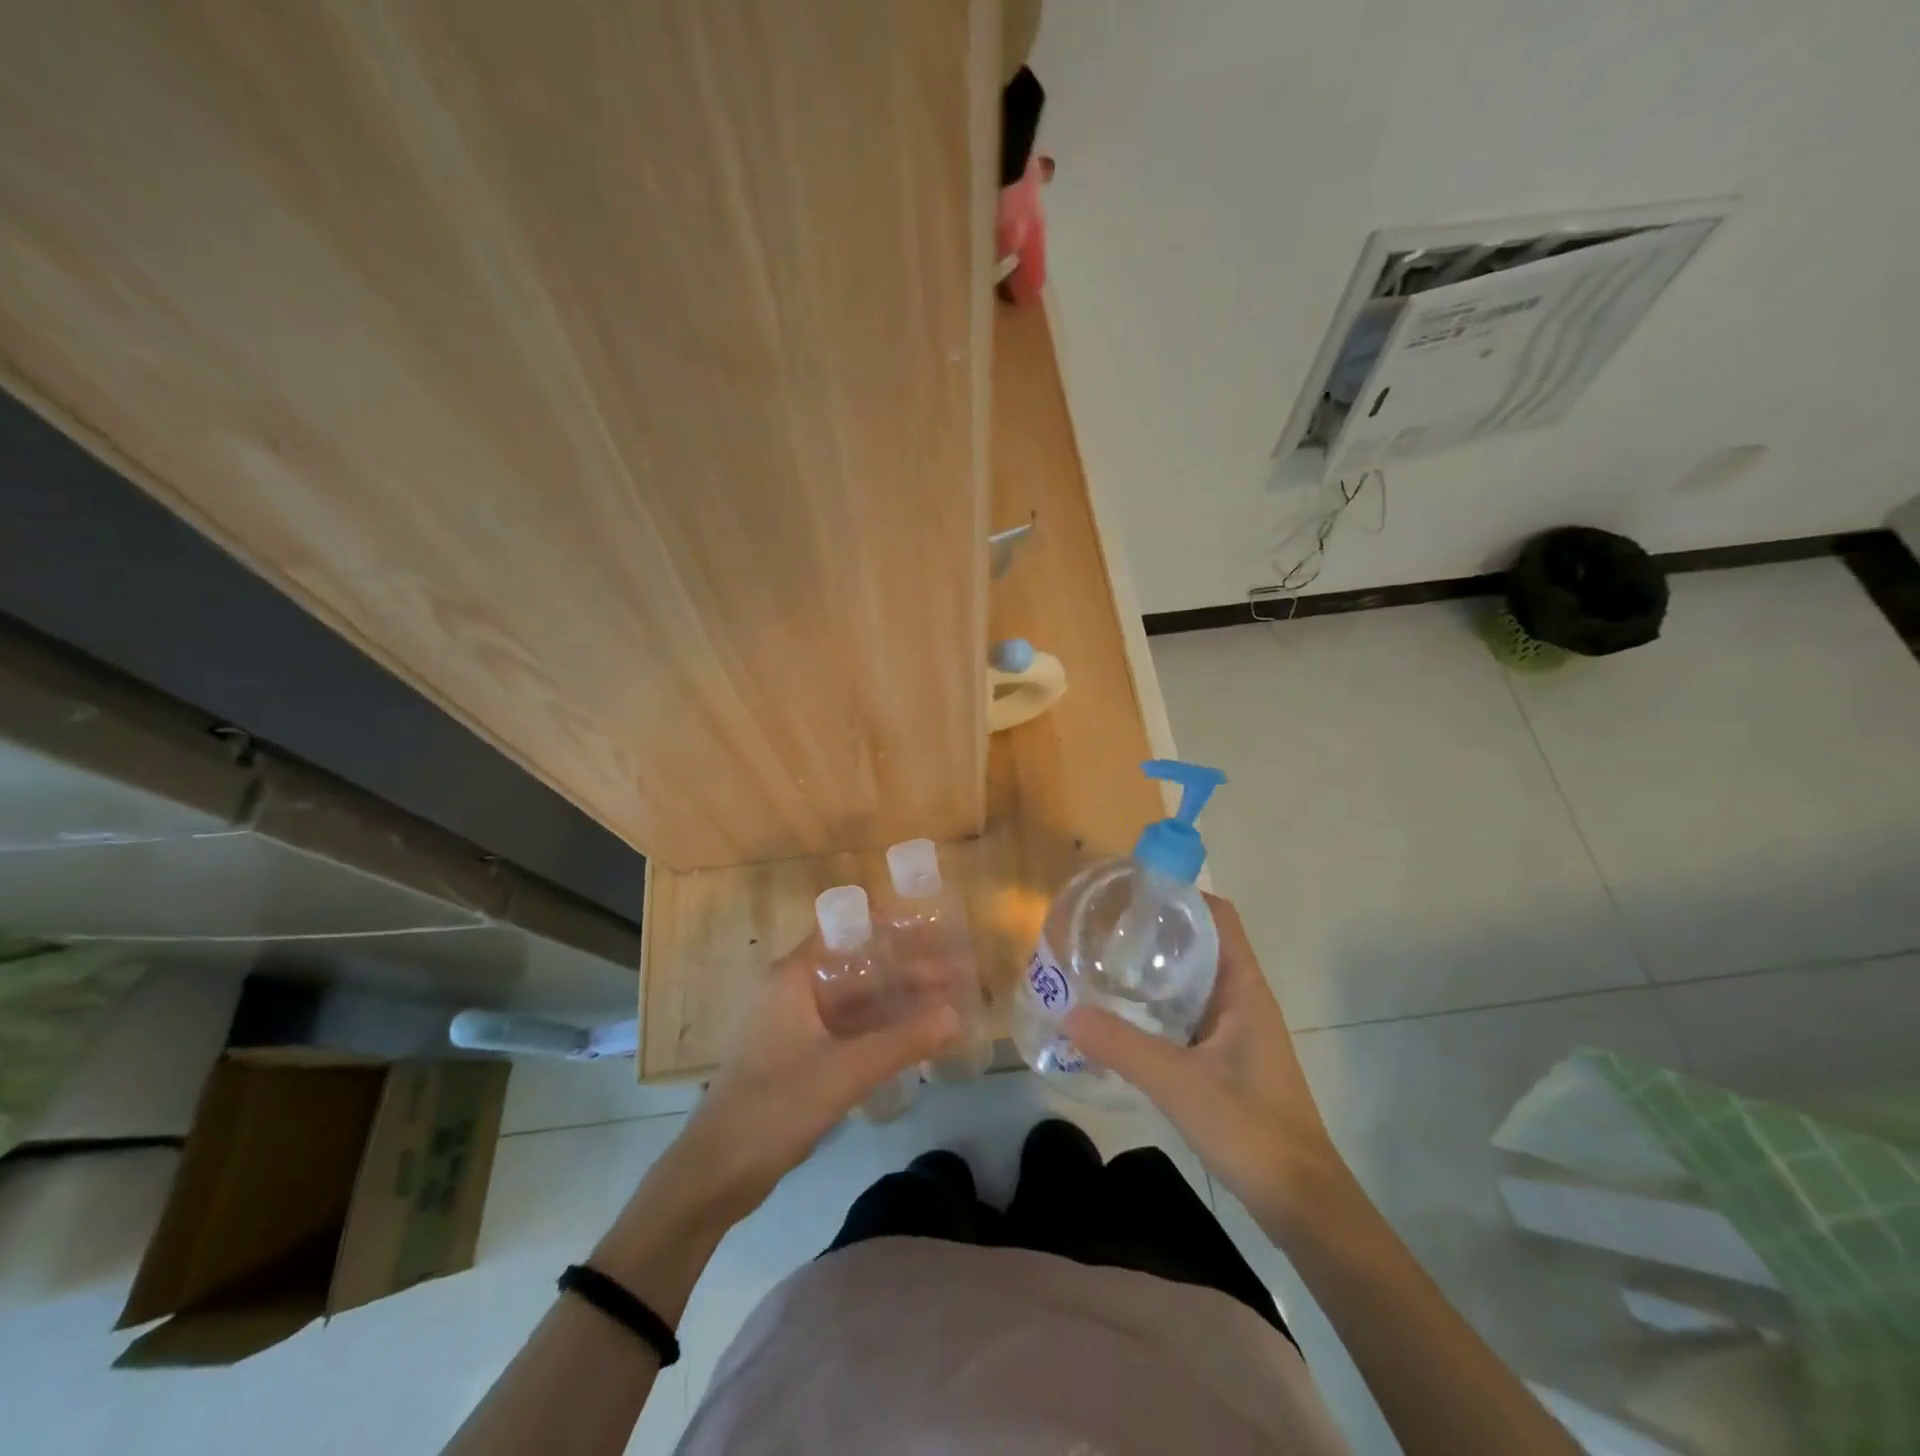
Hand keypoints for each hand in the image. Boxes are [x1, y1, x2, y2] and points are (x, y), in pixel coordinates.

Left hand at [670, 932, 960, 1220]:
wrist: (714, 1174)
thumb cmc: (774, 1106)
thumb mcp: (845, 1071)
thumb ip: (903, 1042)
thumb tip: (956, 1016)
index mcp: (793, 977)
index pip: (846, 931)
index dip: (890, 927)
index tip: (932, 927)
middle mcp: (792, 991)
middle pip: (856, 968)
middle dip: (904, 969)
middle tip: (955, 971)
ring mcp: (794, 1025)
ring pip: (854, 1001)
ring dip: (895, 1002)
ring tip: (945, 1002)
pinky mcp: (797, 1056)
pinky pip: (846, 1030)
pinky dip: (878, 1030)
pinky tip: (913, 1038)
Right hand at [1064, 894, 1350, 1235]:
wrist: (1301, 1202)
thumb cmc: (1251, 1128)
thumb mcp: (1179, 1083)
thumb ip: (1122, 1046)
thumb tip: (1067, 1011)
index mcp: (1243, 988)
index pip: (1217, 916)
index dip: (1180, 894)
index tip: (1133, 889)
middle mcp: (1242, 998)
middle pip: (1200, 942)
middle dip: (1156, 928)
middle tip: (1104, 925)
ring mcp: (1236, 1029)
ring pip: (1193, 979)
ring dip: (1156, 966)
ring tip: (1105, 960)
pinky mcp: (1227, 1057)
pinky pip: (1188, 1012)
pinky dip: (1159, 1003)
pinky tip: (1124, 1015)